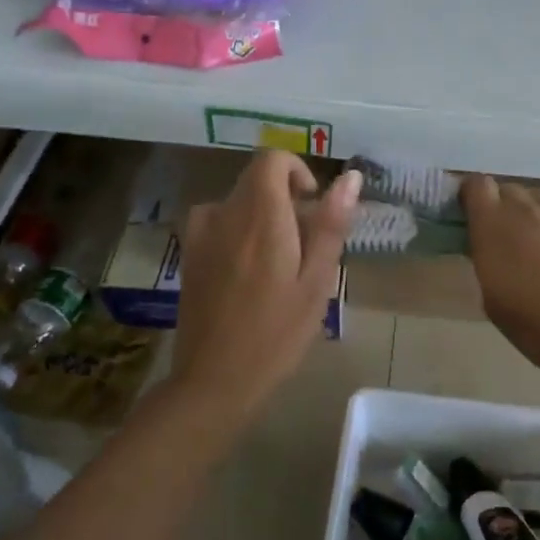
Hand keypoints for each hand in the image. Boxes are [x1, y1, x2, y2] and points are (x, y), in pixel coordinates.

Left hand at [173, 151, 359, 416]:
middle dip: (284, 198)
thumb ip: (331, 224)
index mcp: (260, 215)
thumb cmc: (277, 333)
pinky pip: (217, 221)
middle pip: (255, 179)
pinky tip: (247, 272)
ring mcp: (200, 233)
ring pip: (238, 201)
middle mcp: (225, 213)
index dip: (296, 171)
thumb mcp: (316, 281)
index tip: (312, 204)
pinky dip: (238, 230)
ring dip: (261, 215)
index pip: (272, 159)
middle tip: (303, 246)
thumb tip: (351, 177)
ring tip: (278, 262)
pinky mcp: (188, 253)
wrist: (214, 380)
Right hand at [461, 176, 539, 379]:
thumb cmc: (538, 324)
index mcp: (493, 225)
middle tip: (512, 242)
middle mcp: (528, 208)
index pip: (476, 185)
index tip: (474, 215)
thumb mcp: (494, 300)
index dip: (474, 196)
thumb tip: (496, 253)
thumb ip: (490, 263)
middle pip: (511, 191)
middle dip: (507, 210)